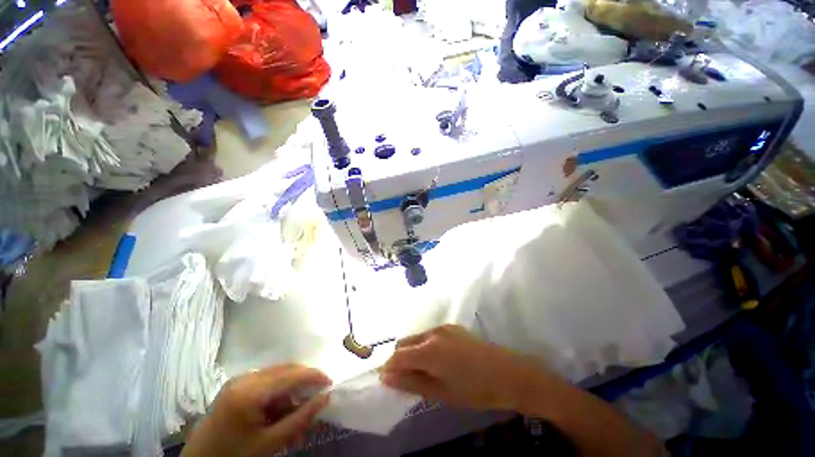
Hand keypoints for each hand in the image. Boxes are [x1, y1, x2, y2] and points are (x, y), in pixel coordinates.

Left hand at [182, 365, 330, 456]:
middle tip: (314, 403)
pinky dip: (278, 396)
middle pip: (285, 371)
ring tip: (295, 418)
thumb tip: (325, 398)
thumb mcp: (270, 443)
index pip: (291, 375)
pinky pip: (266, 383)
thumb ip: (300, 419)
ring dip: (291, 393)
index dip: (314, 376)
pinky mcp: (237, 386)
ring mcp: (239, 380)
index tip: (330, 384)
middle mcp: (245, 378)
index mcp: (250, 391)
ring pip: (277, 377)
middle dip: (303, 385)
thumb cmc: (234, 456)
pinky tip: (280, 414)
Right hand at [381, 324, 553, 411]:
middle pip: (404, 343)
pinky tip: (438, 361)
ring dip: (412, 352)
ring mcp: (443, 327)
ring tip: (423, 372)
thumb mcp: (441, 393)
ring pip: (416, 338)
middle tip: (406, 380)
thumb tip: (386, 377)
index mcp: (428, 349)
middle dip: (399, 360)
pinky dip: (424, 347)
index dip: (389, 368)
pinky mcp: (452, 327)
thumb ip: (411, 382)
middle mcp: (432, 333)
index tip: (387, 382)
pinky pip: (429, 335)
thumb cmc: (475, 389)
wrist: (509, 373)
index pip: (397, 356)